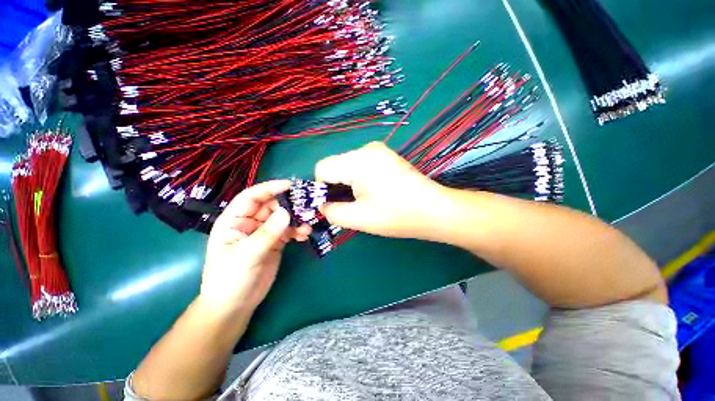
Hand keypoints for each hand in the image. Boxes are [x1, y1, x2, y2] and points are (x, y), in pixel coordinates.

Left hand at [200, 180, 310, 314]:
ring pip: (283, 218)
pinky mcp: (276, 242)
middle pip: (271, 205)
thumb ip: (267, 233)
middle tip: (306, 207)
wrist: (235, 305)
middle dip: (289, 205)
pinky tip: (304, 235)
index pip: (252, 197)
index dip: (270, 188)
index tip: (290, 185)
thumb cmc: (230, 279)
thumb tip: (287, 212)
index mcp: (234, 220)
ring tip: (307, 226)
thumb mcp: (246, 255)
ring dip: (296, 219)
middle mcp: (250, 222)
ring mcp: (264, 232)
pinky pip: (289, 230)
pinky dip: (298, 230)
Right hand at [315, 142, 448, 239]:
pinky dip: (359, 178)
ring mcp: (378, 150)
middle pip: (335, 165)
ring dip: (348, 183)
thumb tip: (322, 205)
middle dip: (336, 186)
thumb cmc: (397, 215)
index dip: (322, 188)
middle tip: (352, 205)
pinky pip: (361, 164)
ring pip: (348, 165)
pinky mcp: (386, 156)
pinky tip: (374, 191)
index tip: (335, 204)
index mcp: (358, 161)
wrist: (434, 210)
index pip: (322, 168)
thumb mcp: (359, 218)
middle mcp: (366, 148)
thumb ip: (332, 212)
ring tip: (365, 199)